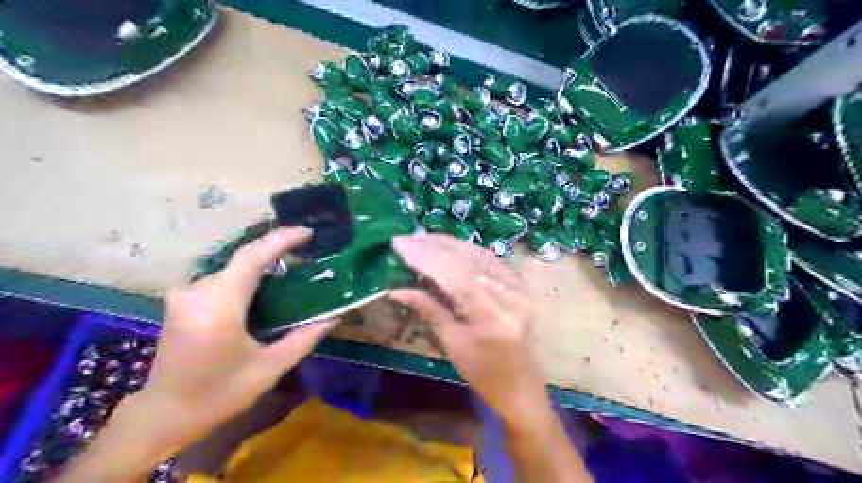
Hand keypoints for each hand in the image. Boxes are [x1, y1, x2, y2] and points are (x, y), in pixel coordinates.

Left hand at [137, 228, 333, 446]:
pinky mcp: (182, 300)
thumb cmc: (219, 394)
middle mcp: (197, 293)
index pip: (252, 258)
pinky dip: (247, 277)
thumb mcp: (269, 369)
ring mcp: (185, 295)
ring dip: (262, 265)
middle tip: (308, 255)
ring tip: (292, 269)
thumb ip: (303, 339)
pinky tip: (265, 288)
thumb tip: (334, 317)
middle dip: (276, 252)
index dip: (281, 240)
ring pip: (233, 268)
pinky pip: (222, 278)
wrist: (163, 414)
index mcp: (219, 307)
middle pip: (243, 259)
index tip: (307, 232)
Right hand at [392, 234, 543, 422]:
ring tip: (423, 238)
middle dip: (434, 246)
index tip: (400, 244)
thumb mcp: (453, 345)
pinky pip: (492, 260)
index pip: (455, 276)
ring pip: (480, 255)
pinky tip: (450, 245)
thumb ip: (429, 310)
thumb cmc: (484, 375)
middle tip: (407, 238)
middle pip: (468, 261)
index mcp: (491, 318)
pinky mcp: (522, 286)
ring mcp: (520, 289)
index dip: (426, 258)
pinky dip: (468, 250)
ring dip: (450, 244)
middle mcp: (510, 296)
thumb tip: (398, 289)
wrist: (522, 387)